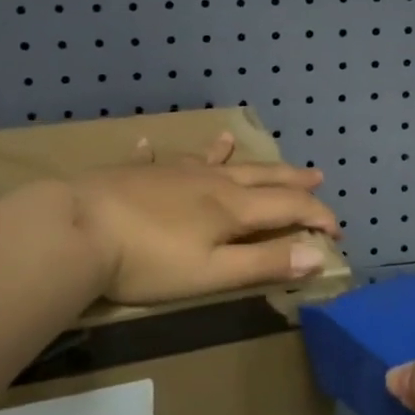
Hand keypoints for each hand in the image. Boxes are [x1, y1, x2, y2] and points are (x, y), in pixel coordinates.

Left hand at [69, 134, 340, 304]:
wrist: (78, 230)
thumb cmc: (148, 262)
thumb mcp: (213, 273)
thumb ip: (264, 263)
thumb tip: (318, 254)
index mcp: (231, 208)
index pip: (287, 206)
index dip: (317, 215)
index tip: (337, 229)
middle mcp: (208, 183)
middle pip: (258, 176)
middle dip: (290, 178)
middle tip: (316, 174)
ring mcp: (170, 174)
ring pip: (211, 160)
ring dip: (231, 155)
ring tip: (235, 141)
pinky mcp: (135, 175)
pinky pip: (153, 160)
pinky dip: (157, 154)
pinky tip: (149, 144)